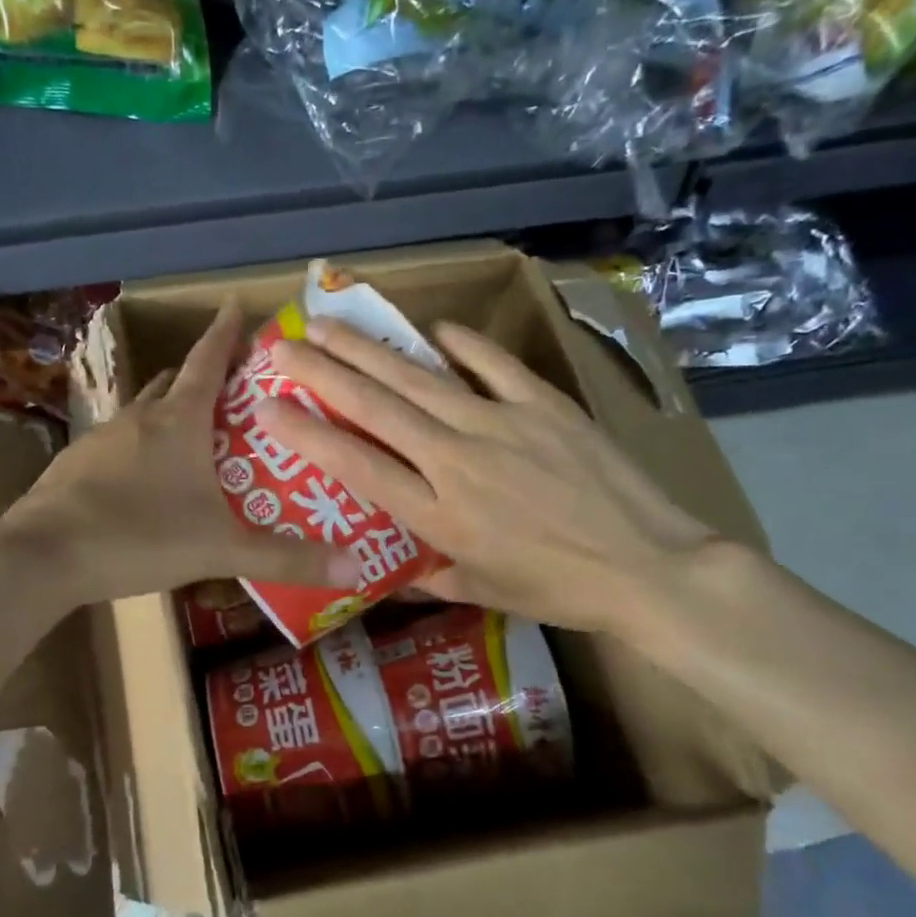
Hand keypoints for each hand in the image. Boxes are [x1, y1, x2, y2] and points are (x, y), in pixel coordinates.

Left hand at [0, 299, 360, 608]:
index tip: (235, 305)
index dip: (225, 333)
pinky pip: (118, 444)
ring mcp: (101, 440)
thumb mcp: (220, 549)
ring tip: (195, 432)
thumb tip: (355, 568)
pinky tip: (146, 479)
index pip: (209, 362)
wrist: (41, 557)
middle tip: (232, 387)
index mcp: (178, 422)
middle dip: (203, 376)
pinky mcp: (75, 466)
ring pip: (144, 413)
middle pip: (176, 383)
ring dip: (170, 412)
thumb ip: (285, 558)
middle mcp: (139, 419)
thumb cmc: (138, 536)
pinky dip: (140, 447)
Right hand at [259, 317, 719, 636]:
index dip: (307, 433)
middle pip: (377, 406)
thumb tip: (388, 574)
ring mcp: (500, 423)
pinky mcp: (542, 404)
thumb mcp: (483, 592)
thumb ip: (427, 578)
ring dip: (370, 349)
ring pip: (420, 377)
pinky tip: (434, 329)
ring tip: (331, 324)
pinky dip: (462, 344)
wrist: (647, 566)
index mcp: (437, 513)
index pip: (356, 465)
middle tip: (285, 345)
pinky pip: (492, 364)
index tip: (268, 406)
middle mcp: (456, 459)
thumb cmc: (559, 589)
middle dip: (323, 372)